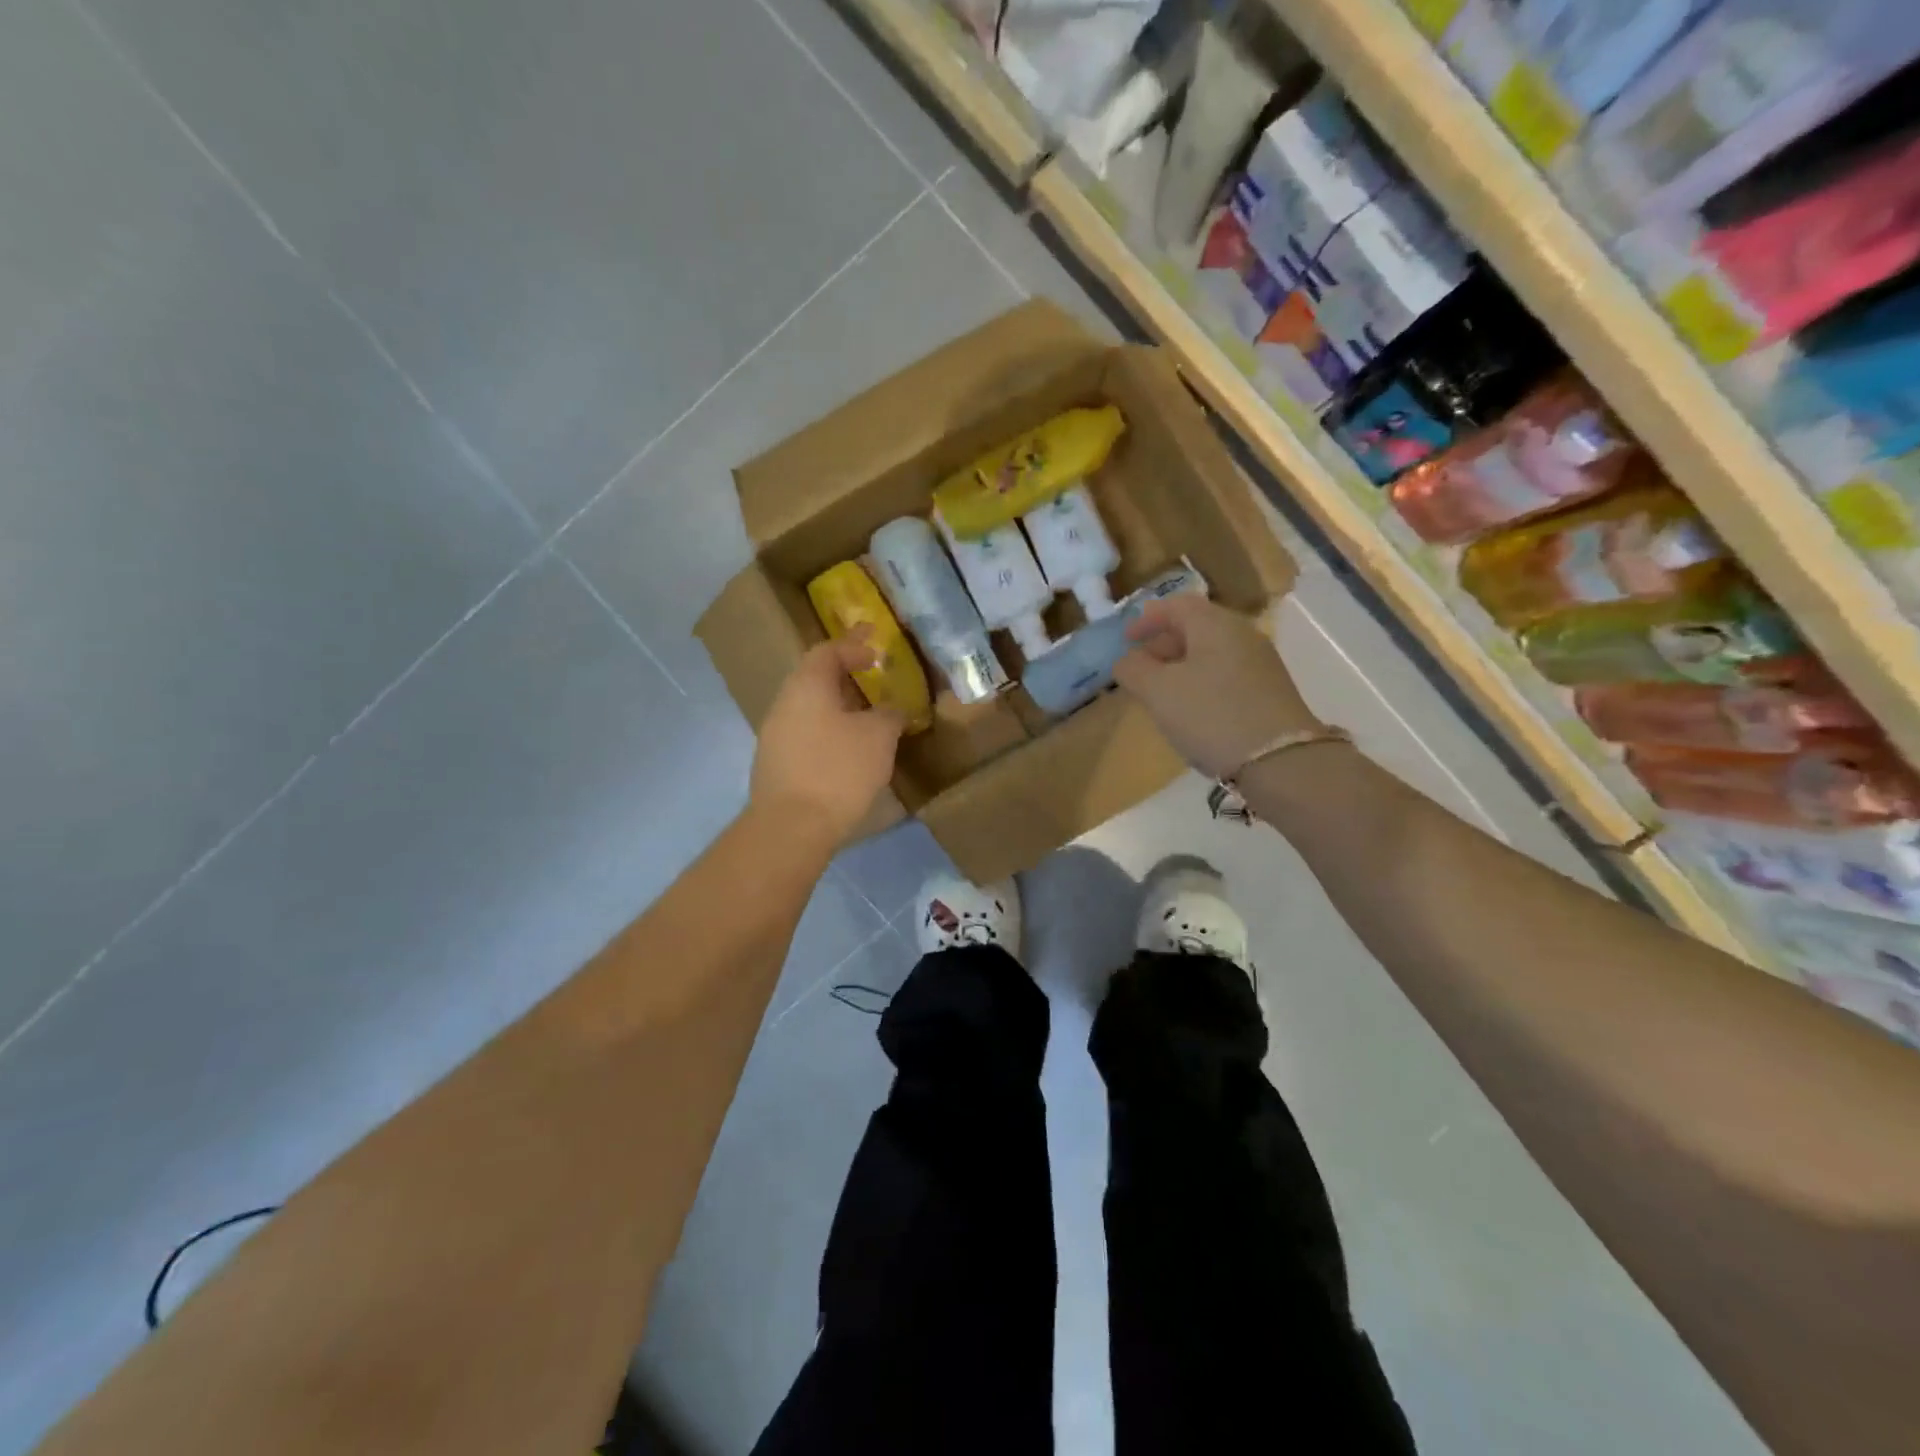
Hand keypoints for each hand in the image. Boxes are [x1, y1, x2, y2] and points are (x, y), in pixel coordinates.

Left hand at [750, 633, 905, 846]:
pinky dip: (829, 734)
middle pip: (815, 680)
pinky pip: (807, 737)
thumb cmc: (838, 769)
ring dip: (838, 710)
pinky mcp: (776, 766)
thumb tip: (890, 711)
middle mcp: (784, 704)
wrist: (792, 828)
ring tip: (868, 721)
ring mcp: (774, 737)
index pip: (827, 651)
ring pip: (811, 711)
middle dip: (846, 679)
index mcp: (806, 686)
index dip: (853, 646)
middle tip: (874, 684)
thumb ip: (889, 714)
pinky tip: (849, 753)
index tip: (876, 650)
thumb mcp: (879, 737)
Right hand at [1114, 595, 1322, 777]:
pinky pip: (1225, 675)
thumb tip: (1127, 660)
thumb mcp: (1158, 691)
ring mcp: (1260, 664)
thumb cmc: (1210, 715)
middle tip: (1139, 670)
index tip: (1125, 640)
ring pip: (1211, 653)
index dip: (1147, 618)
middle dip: (1163, 644)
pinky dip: (1201, 682)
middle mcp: (1242, 635)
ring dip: (1181, 667)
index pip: (1177, 605)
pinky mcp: (1269, 692)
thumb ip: (1133, 669)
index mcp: (1215, 625)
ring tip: (1161, 694)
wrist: (1279, 761)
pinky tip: (1192, 711)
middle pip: (1196, 627)